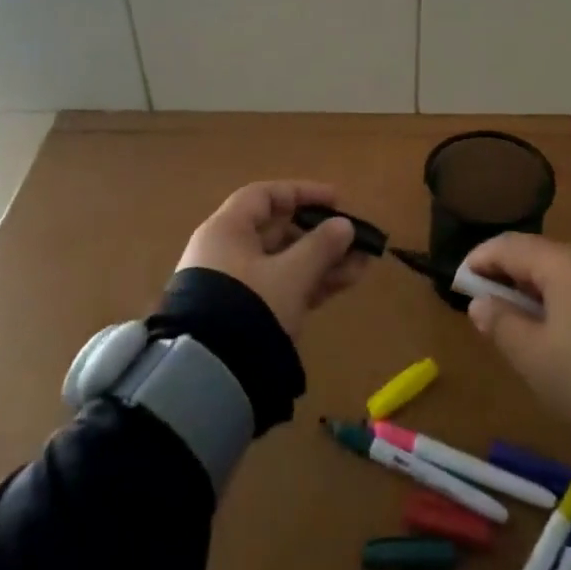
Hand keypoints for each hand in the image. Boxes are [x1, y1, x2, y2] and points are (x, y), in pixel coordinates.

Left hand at [176, 181, 368, 338]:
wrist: (208, 376)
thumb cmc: (248, 306)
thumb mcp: (291, 274)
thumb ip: (321, 246)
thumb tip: (344, 225)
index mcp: (226, 230)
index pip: (264, 196)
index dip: (301, 193)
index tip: (336, 200)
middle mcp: (226, 252)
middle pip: (278, 231)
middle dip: (320, 234)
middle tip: (354, 239)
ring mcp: (235, 285)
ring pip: (284, 262)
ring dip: (322, 261)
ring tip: (362, 264)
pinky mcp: (244, 314)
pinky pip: (282, 286)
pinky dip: (310, 282)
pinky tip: (345, 283)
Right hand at [463, 235, 570, 442]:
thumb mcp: (532, 356)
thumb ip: (500, 324)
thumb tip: (480, 301)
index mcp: (561, 264)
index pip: (509, 246)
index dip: (479, 260)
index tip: (460, 283)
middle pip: (539, 256)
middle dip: (509, 276)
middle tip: (488, 305)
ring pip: (566, 275)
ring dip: (537, 291)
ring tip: (522, 324)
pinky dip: (565, 303)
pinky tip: (561, 334)